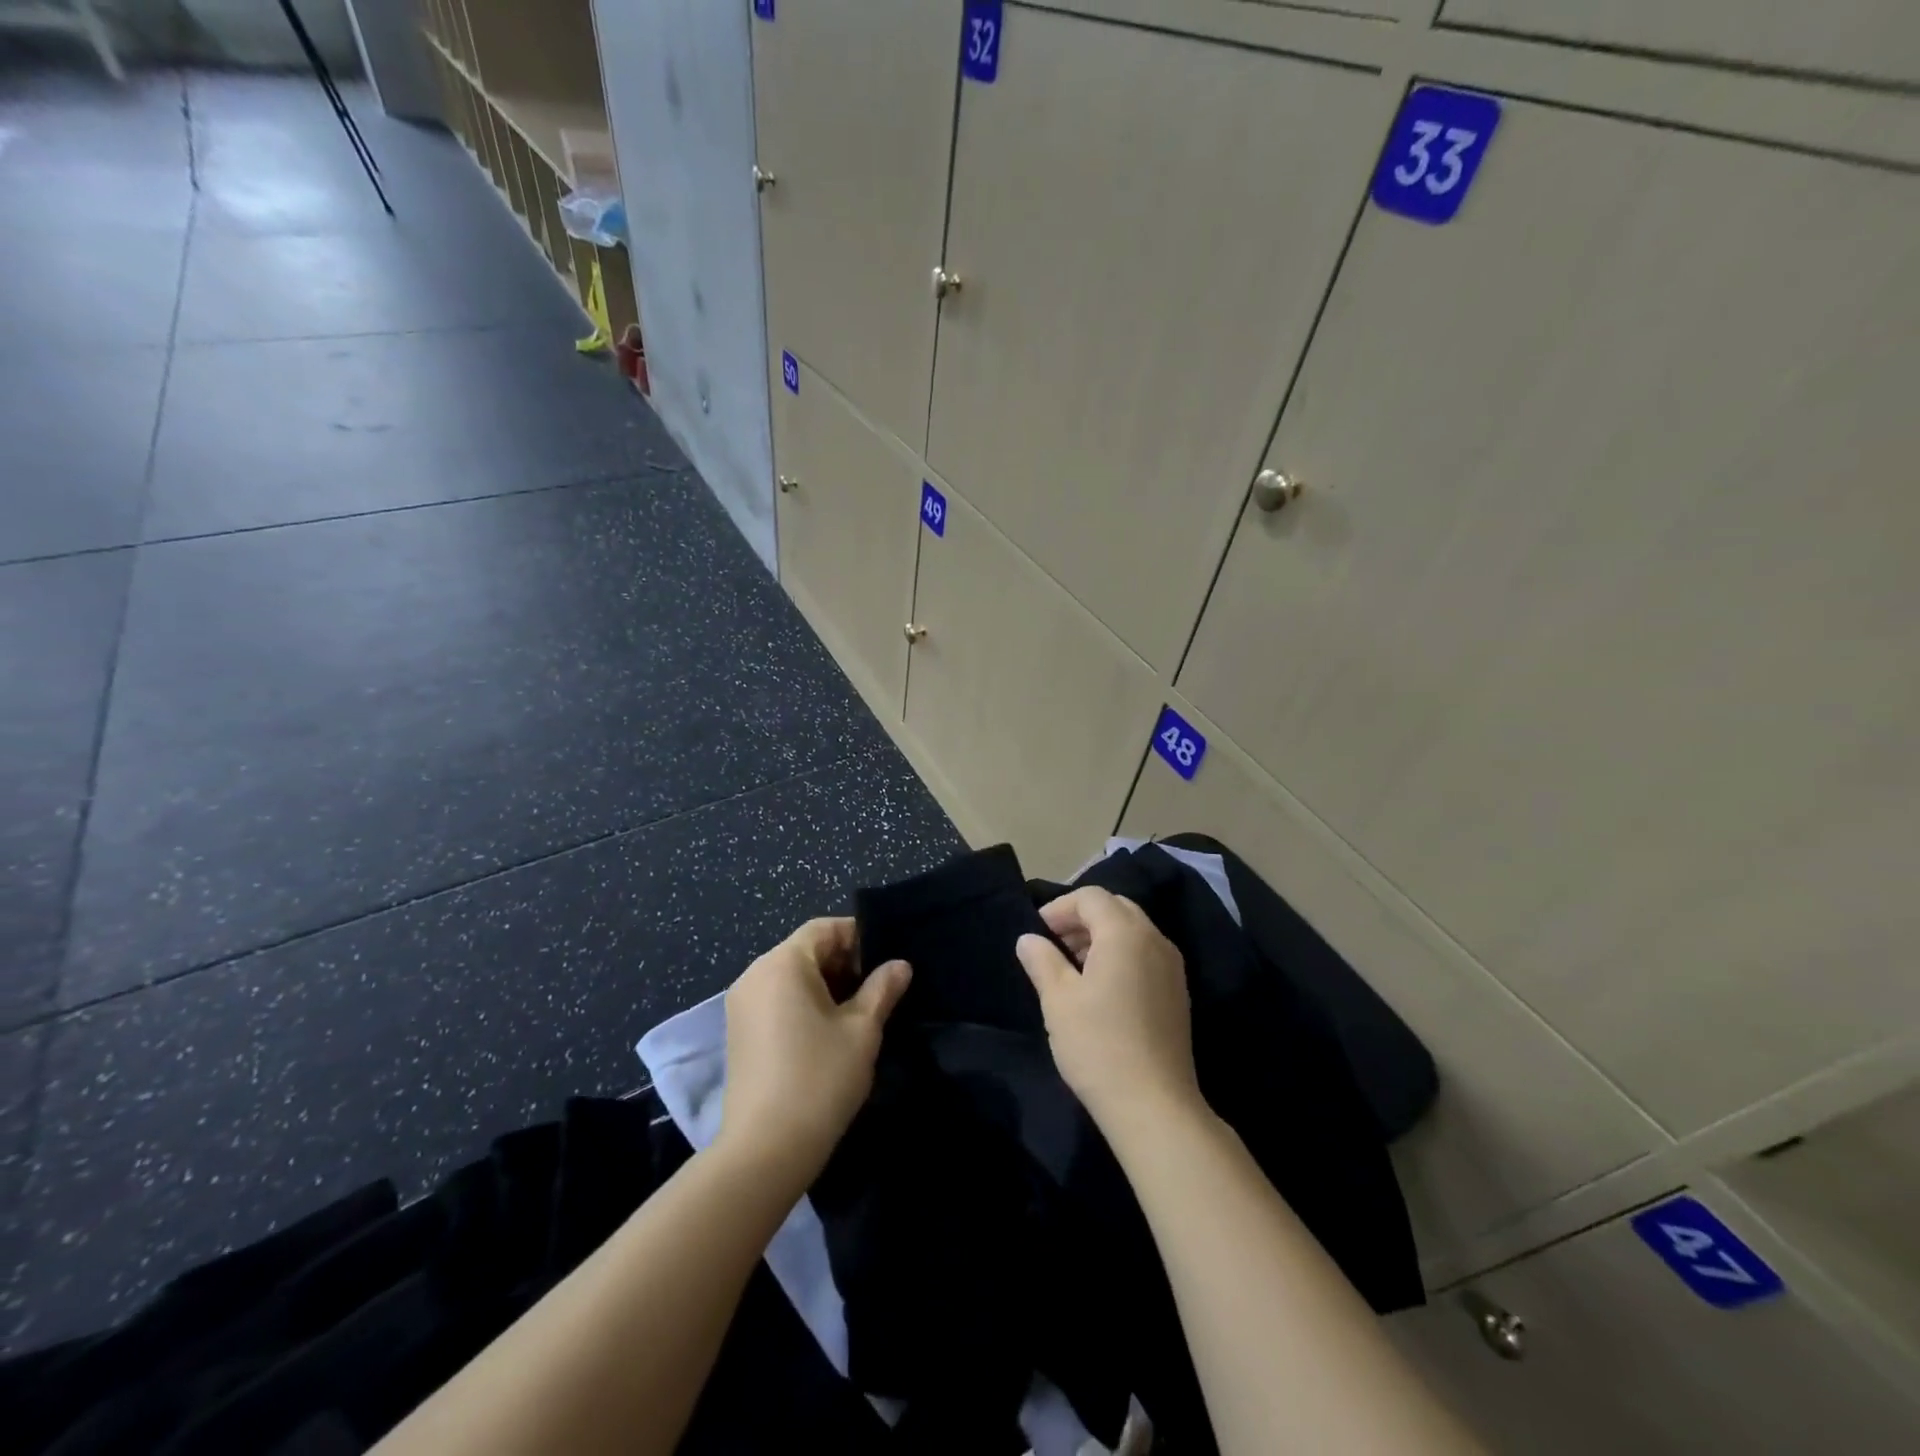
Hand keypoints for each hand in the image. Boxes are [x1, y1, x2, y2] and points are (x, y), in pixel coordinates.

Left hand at [717, 918, 910, 1189]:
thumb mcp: (861, 1030)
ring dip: (826, 986)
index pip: (824, 929)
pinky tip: (829, 1033)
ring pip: (791, 977)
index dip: (859, 937)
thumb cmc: (819, 1079)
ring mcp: (742, 1005)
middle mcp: (755, 975)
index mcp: (782, 963)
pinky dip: (804, 1004)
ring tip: (859, 1013)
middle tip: (879, 989)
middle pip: (806, 950)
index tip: (887, 962)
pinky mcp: (739, 1033)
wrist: (764, 1151)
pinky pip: (777, 1000)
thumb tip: (899, 965)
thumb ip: (882, 989)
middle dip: (844, 963)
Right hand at [1016, 887, 1202, 1141]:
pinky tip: (1100, 989)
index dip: (1060, 908)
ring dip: (1101, 937)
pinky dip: (1121, 955)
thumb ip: (1042, 960)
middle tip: (1054, 944)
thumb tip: (1028, 939)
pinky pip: (1146, 954)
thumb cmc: (1098, 1044)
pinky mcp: (1177, 992)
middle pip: (1116, 908)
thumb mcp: (1058, 1000)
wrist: (1154, 1105)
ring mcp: (1172, 966)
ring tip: (1072, 968)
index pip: (1091, 897)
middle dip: (1082, 918)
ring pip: (1133, 931)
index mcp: (1125, 933)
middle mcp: (1155, 939)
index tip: (1038, 933)